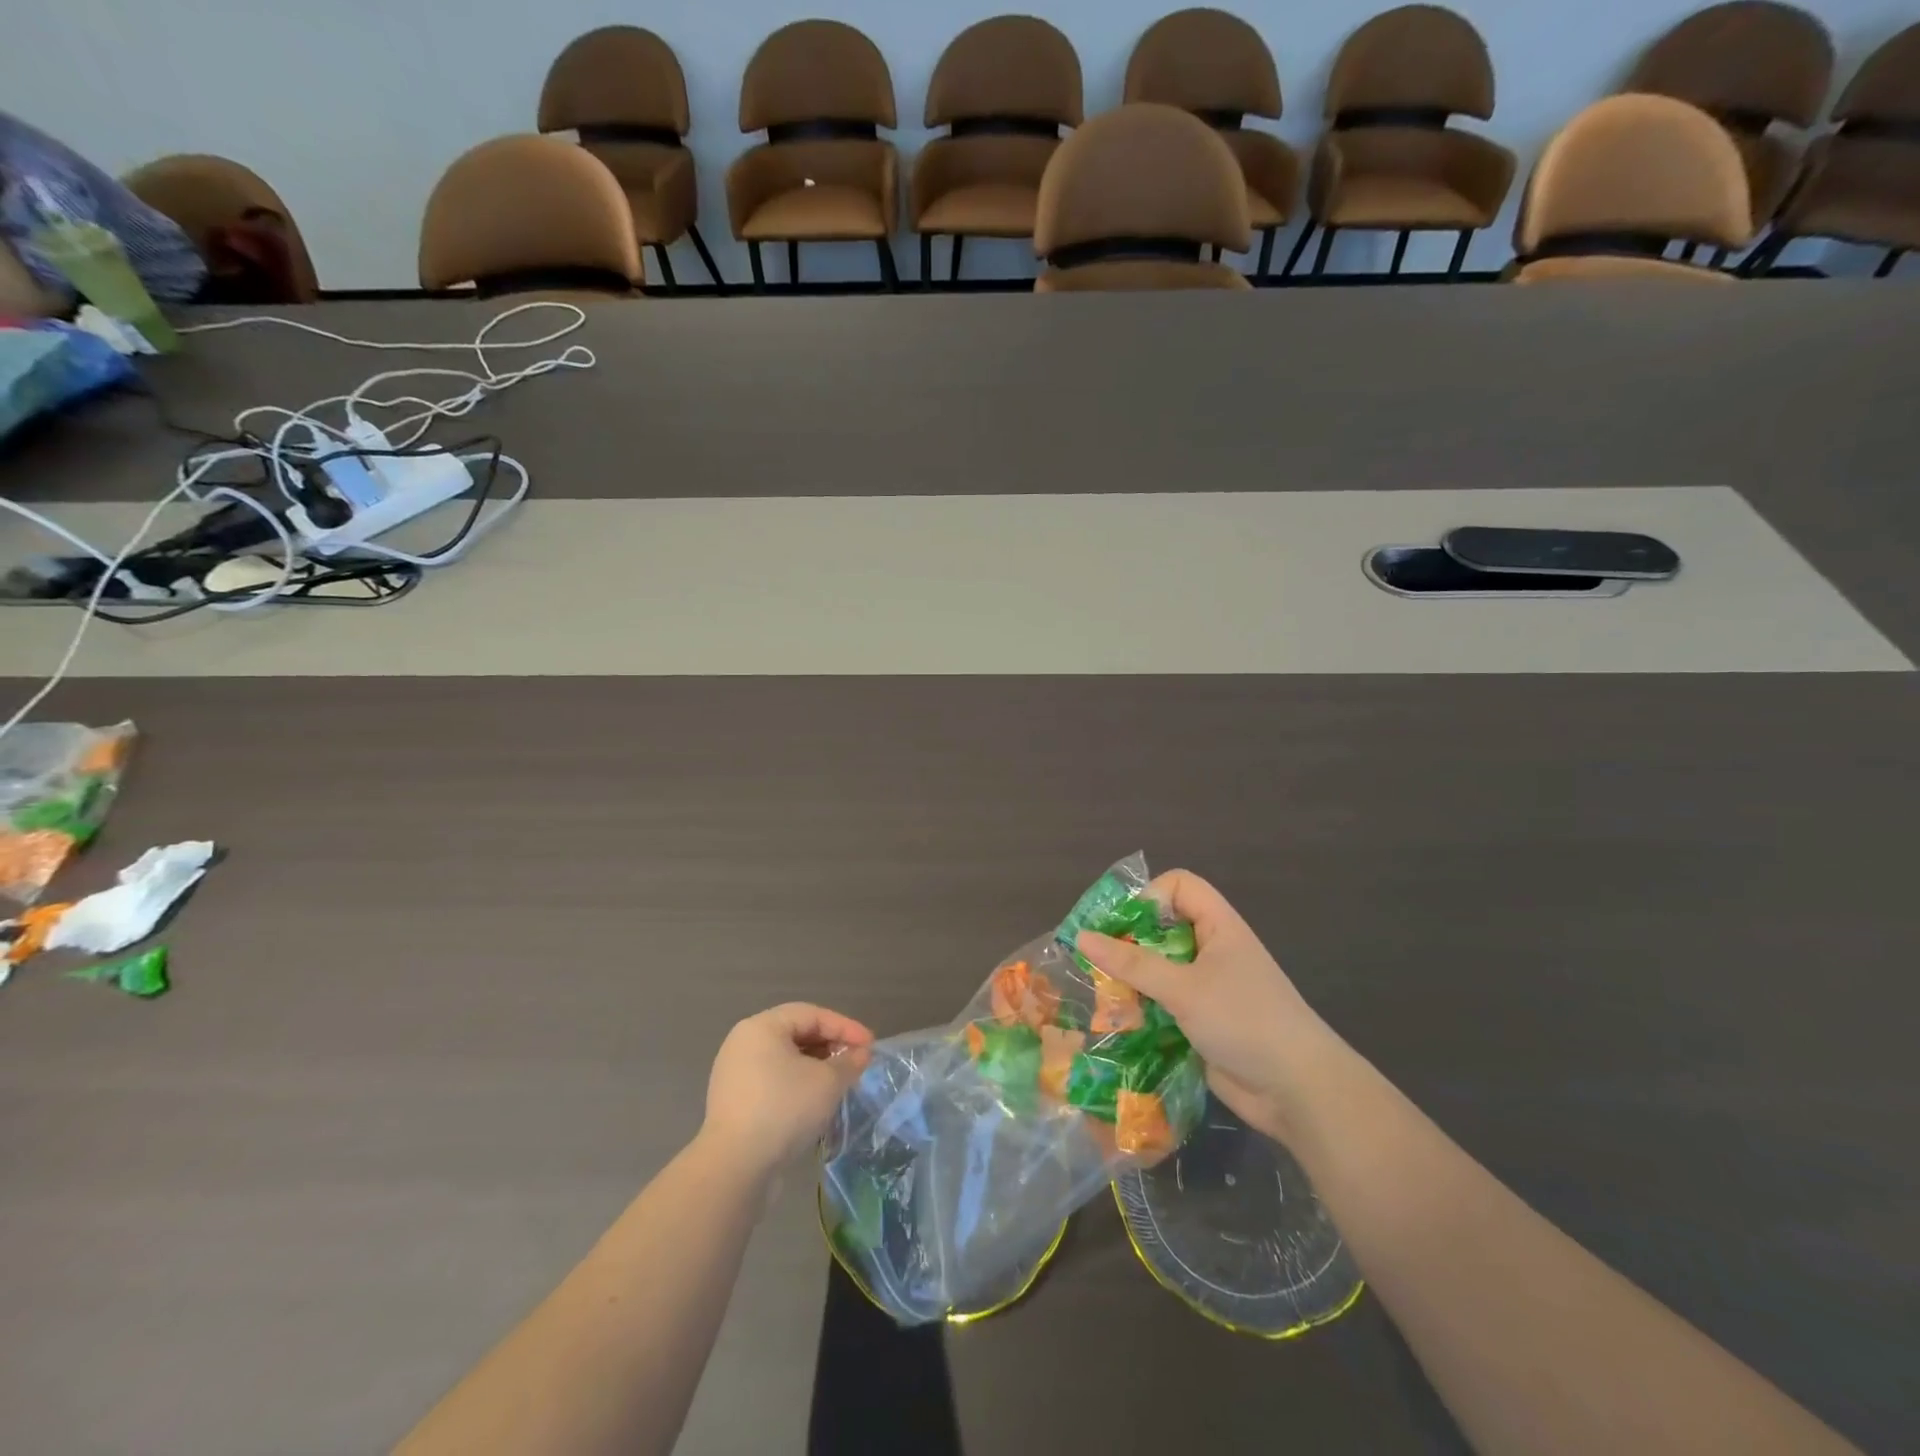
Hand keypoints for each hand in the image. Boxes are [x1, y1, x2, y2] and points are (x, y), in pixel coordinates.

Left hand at [701, 1003, 873, 1179]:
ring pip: (786, 1060)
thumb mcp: (827, 1082)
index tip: (871, 1044)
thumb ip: (849, 1062)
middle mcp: (744, 1043)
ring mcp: (735, 1074)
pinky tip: (816, 1102)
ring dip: (816, 1067)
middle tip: (857, 1061)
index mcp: (761, 1027)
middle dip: (831, 1046)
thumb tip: (860, 1055)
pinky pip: (774, 1082)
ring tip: (841, 1082)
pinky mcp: (735, 1103)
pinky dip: (798, 1085)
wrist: (735, 1168)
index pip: (812, 1014)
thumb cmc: (784, 1109)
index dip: (845, 1027)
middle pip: (797, 1034)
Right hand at [1078, 870, 1330, 1144]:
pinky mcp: (1201, 1022)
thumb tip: (1082, 937)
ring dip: (1131, 980)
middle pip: (1162, 928)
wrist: (1298, 1091)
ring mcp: (1208, 988)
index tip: (1126, 928)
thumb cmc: (1244, 1021)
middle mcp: (1212, 950)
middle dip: (1129, 943)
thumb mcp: (1184, 988)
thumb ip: (1132, 963)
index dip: (1150, 897)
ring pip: (1158, 969)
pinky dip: (1142, 1009)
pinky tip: (1119, 1025)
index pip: (1178, 885)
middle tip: (1098, 963)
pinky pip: (1163, 1004)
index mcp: (1218, 926)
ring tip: (1102, 996)